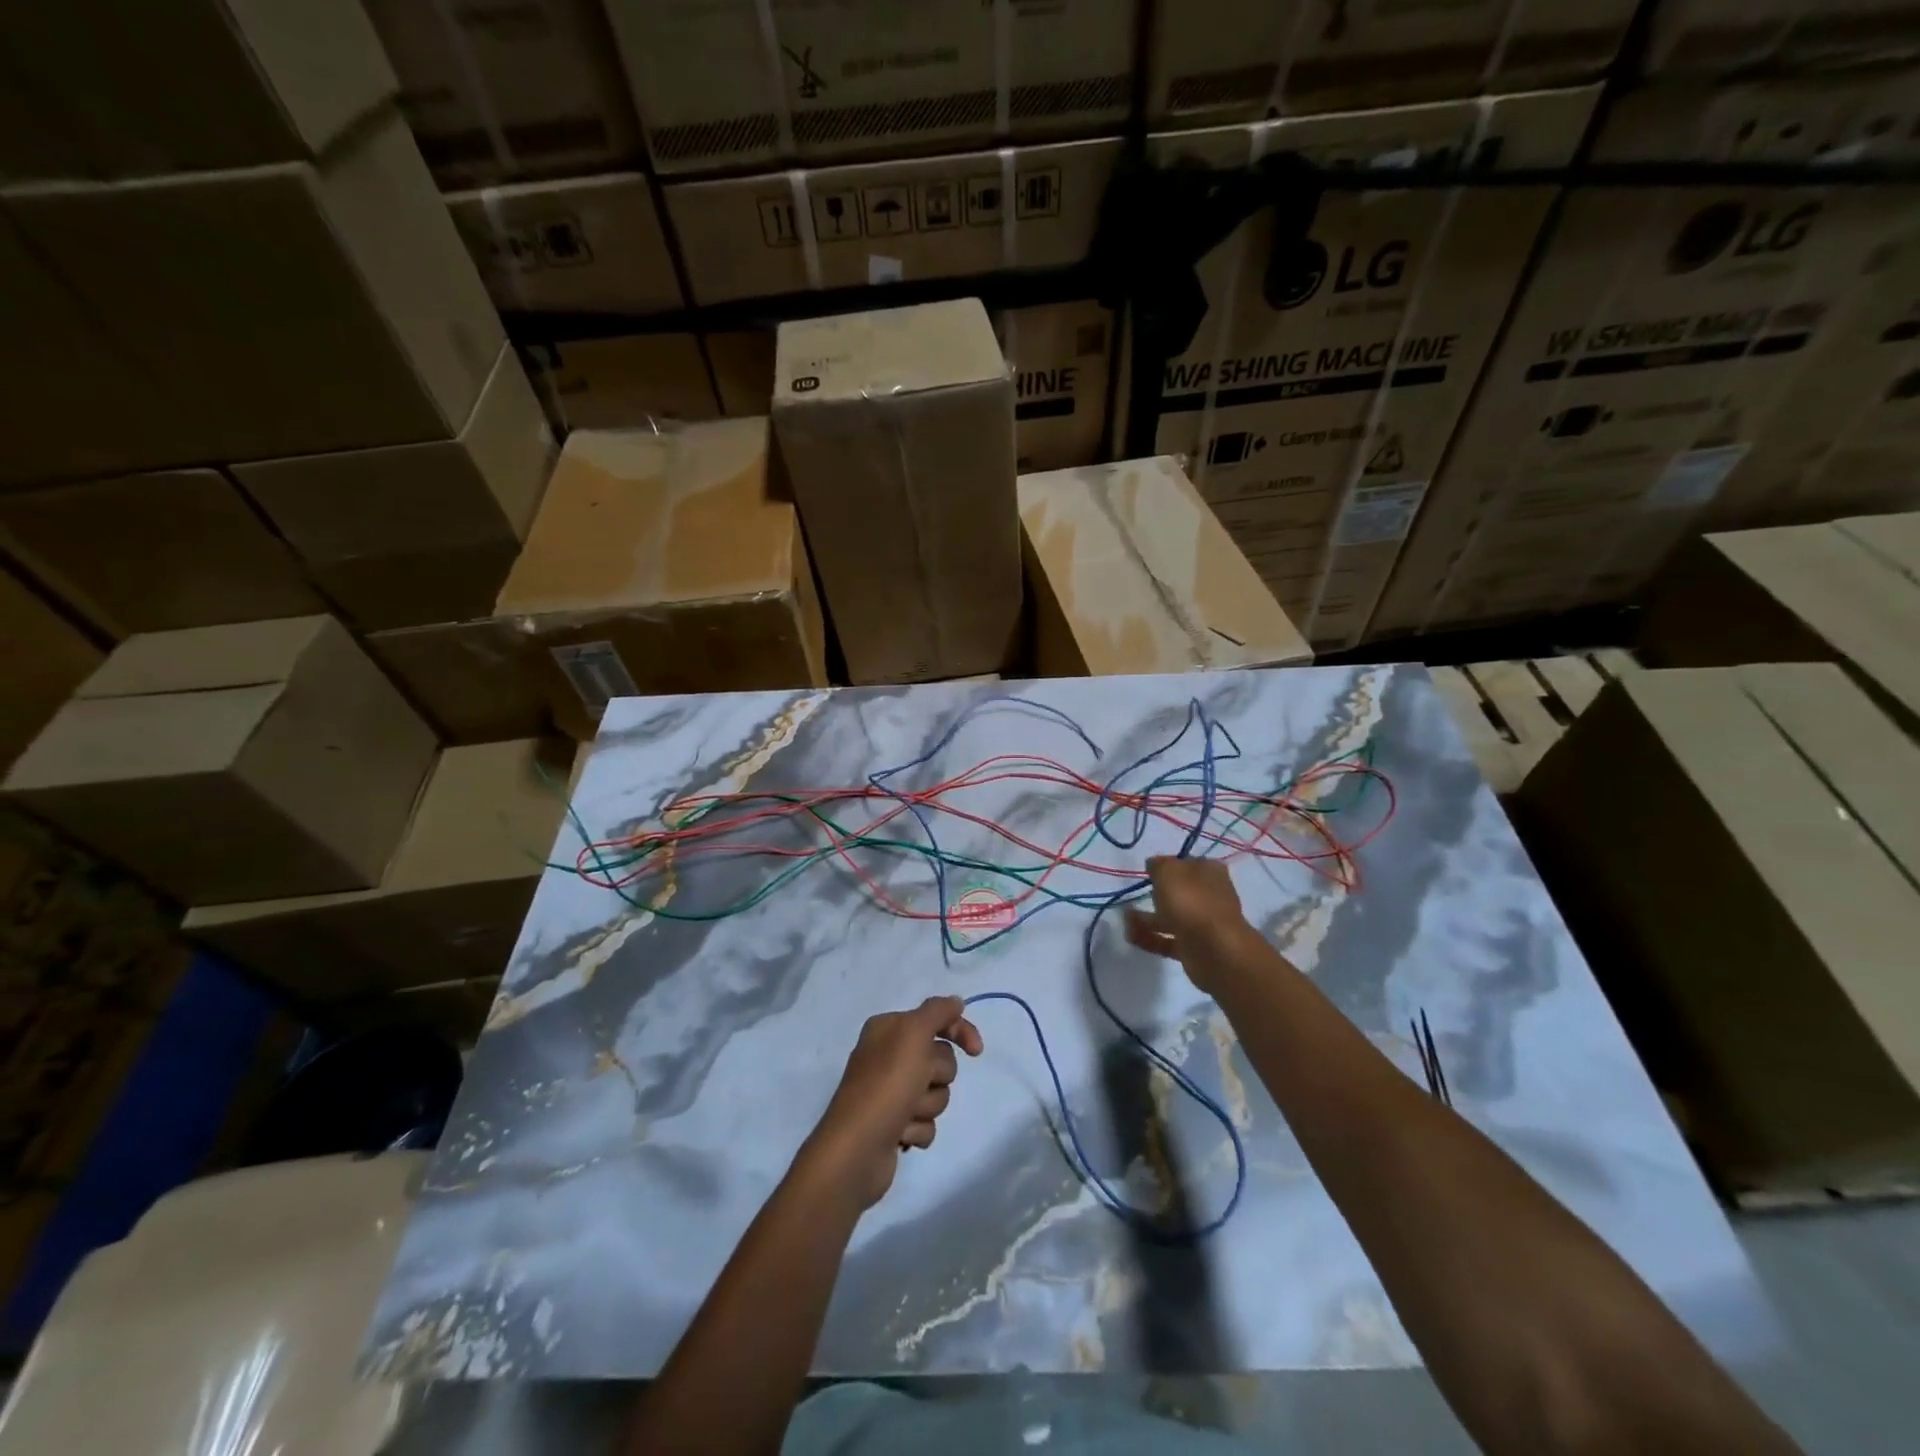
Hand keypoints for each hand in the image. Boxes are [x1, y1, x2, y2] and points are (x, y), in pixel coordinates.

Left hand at [798, 996, 982, 1210]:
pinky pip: (926, 1122)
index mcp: (888, 1029)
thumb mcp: (913, 1034)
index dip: (960, 1031)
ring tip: (905, 1114)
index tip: (976, 1051)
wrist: (857, 1149)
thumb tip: (956, 1001)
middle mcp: (888, 1056)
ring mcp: (891, 1092)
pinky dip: (918, 1128)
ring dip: (926, 1105)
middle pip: (940, 1060)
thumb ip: (937, 1011)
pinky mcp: (895, 1124)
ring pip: (936, 1092)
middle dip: (936, 1076)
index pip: (936, 1019)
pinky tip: (901, 1134)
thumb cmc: (886, 1084)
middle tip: (916, 1084)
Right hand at [1124, 857, 1250, 991]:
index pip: (1187, 863)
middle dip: (1156, 894)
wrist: (1214, 950)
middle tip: (1133, 895)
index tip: (1148, 871)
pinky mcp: (1193, 948)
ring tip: (1124, 917)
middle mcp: (1209, 896)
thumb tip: (1154, 864)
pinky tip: (1129, 935)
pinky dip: (1149, 937)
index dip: (1168, 866)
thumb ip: (1158, 865)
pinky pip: (1167, 940)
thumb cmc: (1191, 901)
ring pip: (1171, 917)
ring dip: (1147, 918)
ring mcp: (1202, 924)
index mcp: (1209, 872)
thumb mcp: (1168, 871)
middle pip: (1179, 892)